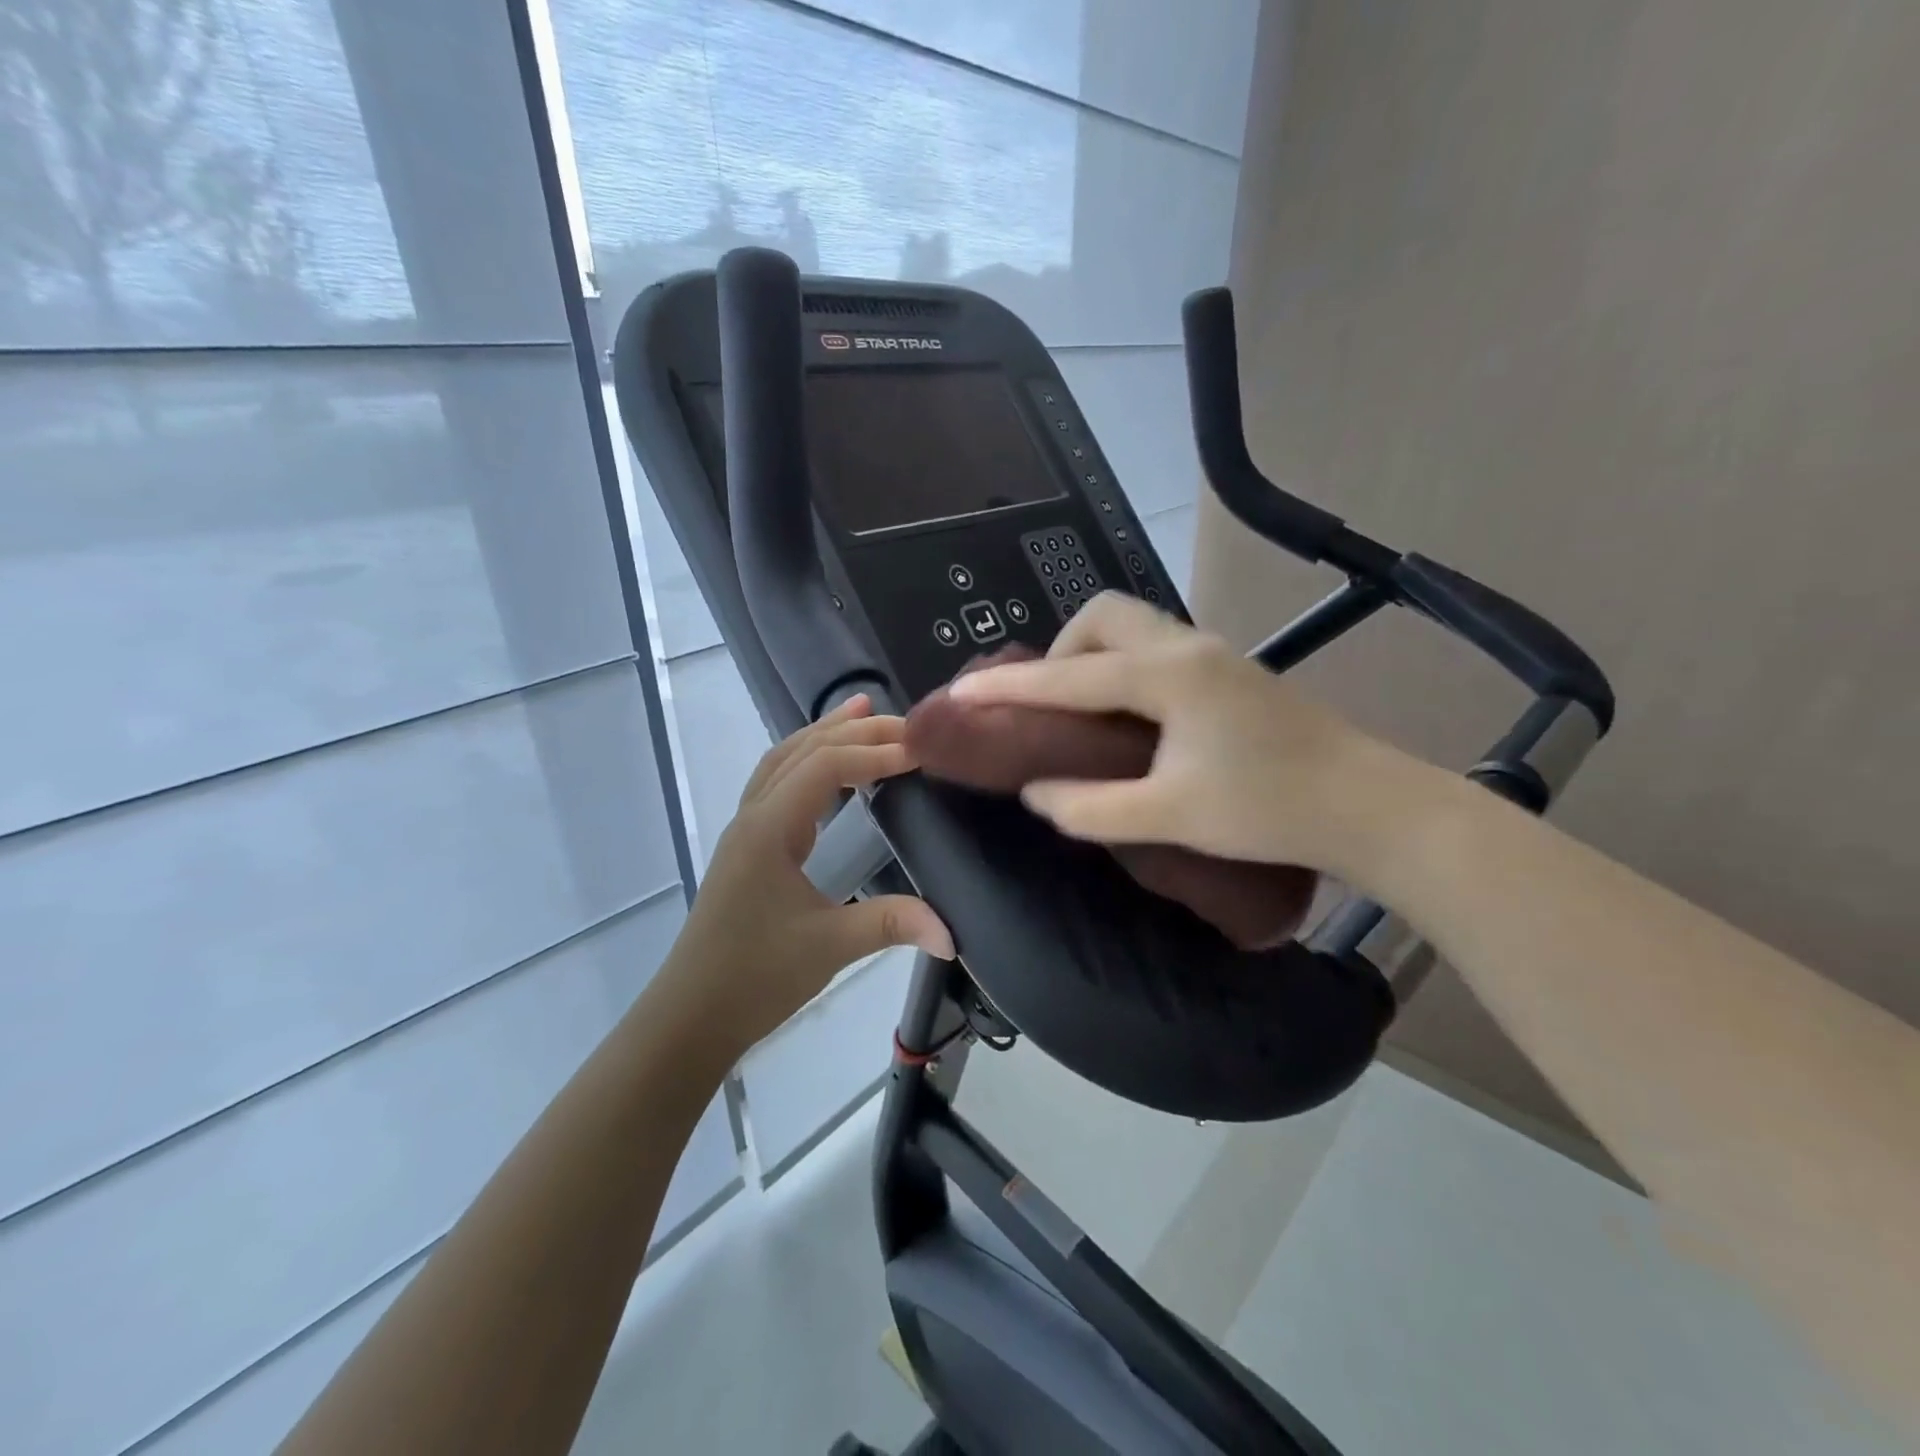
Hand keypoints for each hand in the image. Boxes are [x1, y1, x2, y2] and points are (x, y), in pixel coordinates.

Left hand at [664, 697, 952, 1057]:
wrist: (690, 1016)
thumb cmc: (754, 977)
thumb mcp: (828, 947)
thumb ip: (891, 925)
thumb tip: (952, 931)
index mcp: (769, 829)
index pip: (825, 767)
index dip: (874, 753)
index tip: (922, 752)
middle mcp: (753, 817)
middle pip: (802, 751)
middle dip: (852, 730)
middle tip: (903, 722)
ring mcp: (746, 830)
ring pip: (783, 761)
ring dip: (823, 735)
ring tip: (861, 713)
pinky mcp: (748, 848)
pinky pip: (777, 784)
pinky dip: (808, 762)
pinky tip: (830, 772)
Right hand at [948, 592, 1426, 885]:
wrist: (1369, 807)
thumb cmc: (1269, 811)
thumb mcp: (1169, 817)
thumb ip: (1089, 806)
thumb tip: (1036, 791)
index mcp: (1167, 676)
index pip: (1067, 677)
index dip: (1008, 688)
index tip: (959, 693)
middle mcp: (1187, 647)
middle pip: (1102, 616)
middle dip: (1058, 652)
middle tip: (1047, 707)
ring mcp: (1214, 653)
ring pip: (1132, 627)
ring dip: (1091, 657)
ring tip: (1080, 713)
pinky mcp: (1230, 670)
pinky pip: (1156, 647)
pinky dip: (1121, 667)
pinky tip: (1127, 716)